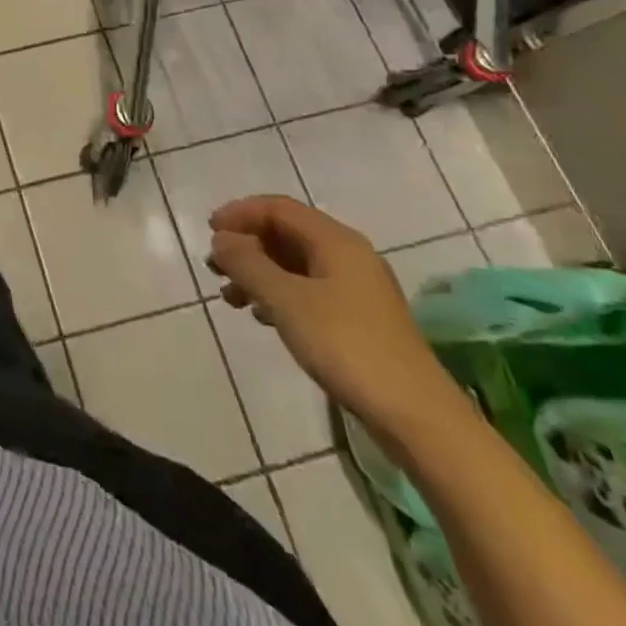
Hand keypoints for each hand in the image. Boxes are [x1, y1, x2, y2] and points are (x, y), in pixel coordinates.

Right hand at [207, 195, 456, 436]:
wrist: (416, 417)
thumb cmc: (346, 346)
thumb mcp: (285, 300)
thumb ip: (247, 263)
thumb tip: (222, 239)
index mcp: (336, 241)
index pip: (278, 208)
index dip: (240, 214)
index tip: (209, 233)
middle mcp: (348, 256)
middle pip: (286, 233)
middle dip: (246, 244)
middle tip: (214, 267)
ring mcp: (356, 289)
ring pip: (295, 264)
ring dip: (258, 272)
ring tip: (230, 297)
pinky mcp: (358, 320)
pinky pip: (307, 290)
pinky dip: (278, 294)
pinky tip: (261, 316)